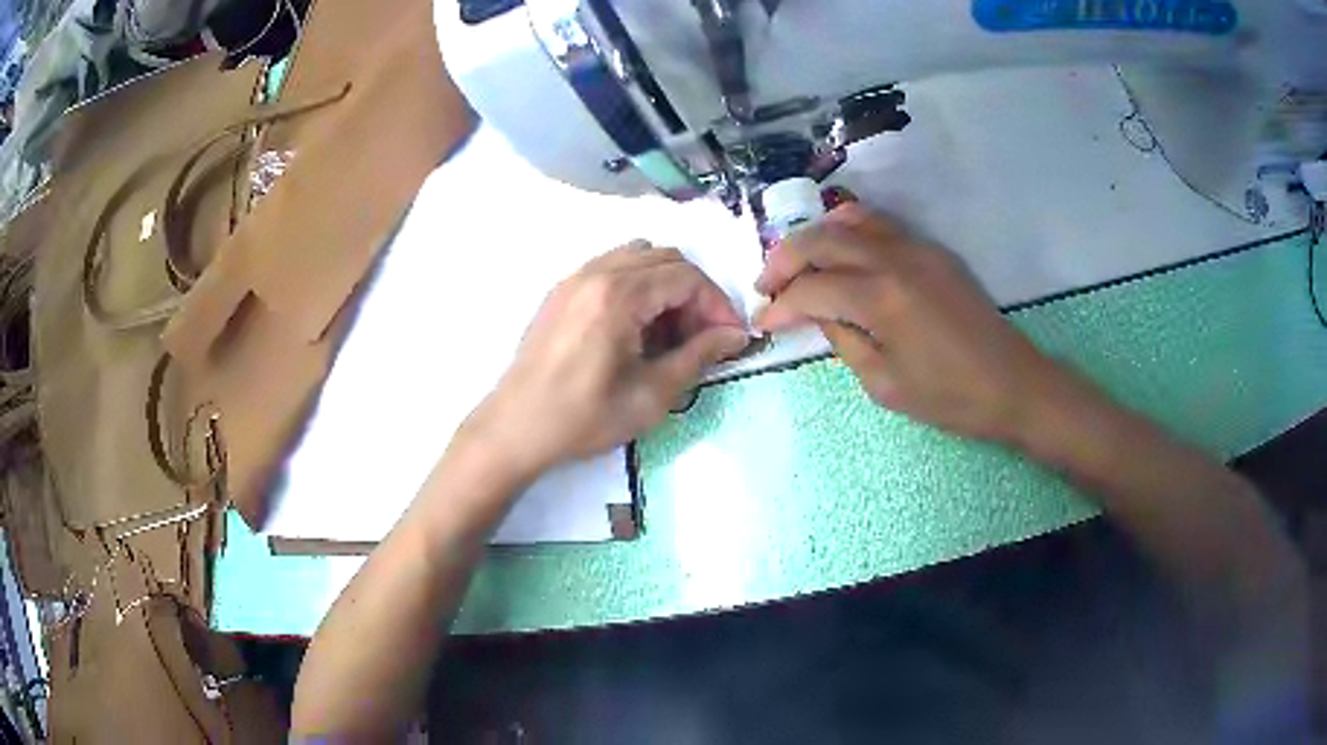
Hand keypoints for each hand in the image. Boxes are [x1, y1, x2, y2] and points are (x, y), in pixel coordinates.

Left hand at [465, 242, 748, 477]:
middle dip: (695, 293)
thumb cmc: (584, 418)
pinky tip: (636, 328)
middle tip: (703, 336)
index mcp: (619, 295)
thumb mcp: (651, 395)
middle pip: (666, 258)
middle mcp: (596, 272)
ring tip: (670, 331)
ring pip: (638, 257)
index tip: (731, 338)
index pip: (687, 276)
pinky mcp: (560, 291)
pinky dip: (637, 286)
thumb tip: (735, 336)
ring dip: (666, 286)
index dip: (718, 304)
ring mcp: (574, 278)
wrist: (515, 428)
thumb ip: (698, 355)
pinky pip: (611, 268)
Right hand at [755, 203, 1067, 444]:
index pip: (811, 289)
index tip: (763, 322)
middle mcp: (894, 259)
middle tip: (768, 286)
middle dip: (784, 260)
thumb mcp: (884, 384)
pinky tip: (840, 253)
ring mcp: (916, 247)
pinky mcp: (932, 250)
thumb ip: (844, 340)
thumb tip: (819, 314)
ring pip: (850, 219)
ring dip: (815, 236)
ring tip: (798, 263)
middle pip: (821, 239)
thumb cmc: (949, 397)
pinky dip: (849, 231)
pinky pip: (880, 225)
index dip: (780, 306)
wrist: (1012, 383)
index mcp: (880, 298)